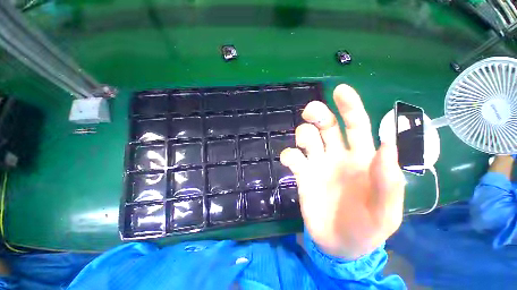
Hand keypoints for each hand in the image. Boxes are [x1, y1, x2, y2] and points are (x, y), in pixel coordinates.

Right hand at [280, 84, 405, 259]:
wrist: (342, 245)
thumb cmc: (368, 228)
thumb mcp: (386, 211)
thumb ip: (389, 181)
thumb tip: (387, 146)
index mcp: (361, 158)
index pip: (356, 125)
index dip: (349, 107)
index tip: (340, 91)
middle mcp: (336, 155)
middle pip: (325, 125)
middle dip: (317, 113)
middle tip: (309, 112)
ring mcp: (317, 164)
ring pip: (306, 137)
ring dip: (303, 134)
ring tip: (304, 146)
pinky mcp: (301, 176)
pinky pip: (292, 157)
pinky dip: (289, 155)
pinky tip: (291, 161)